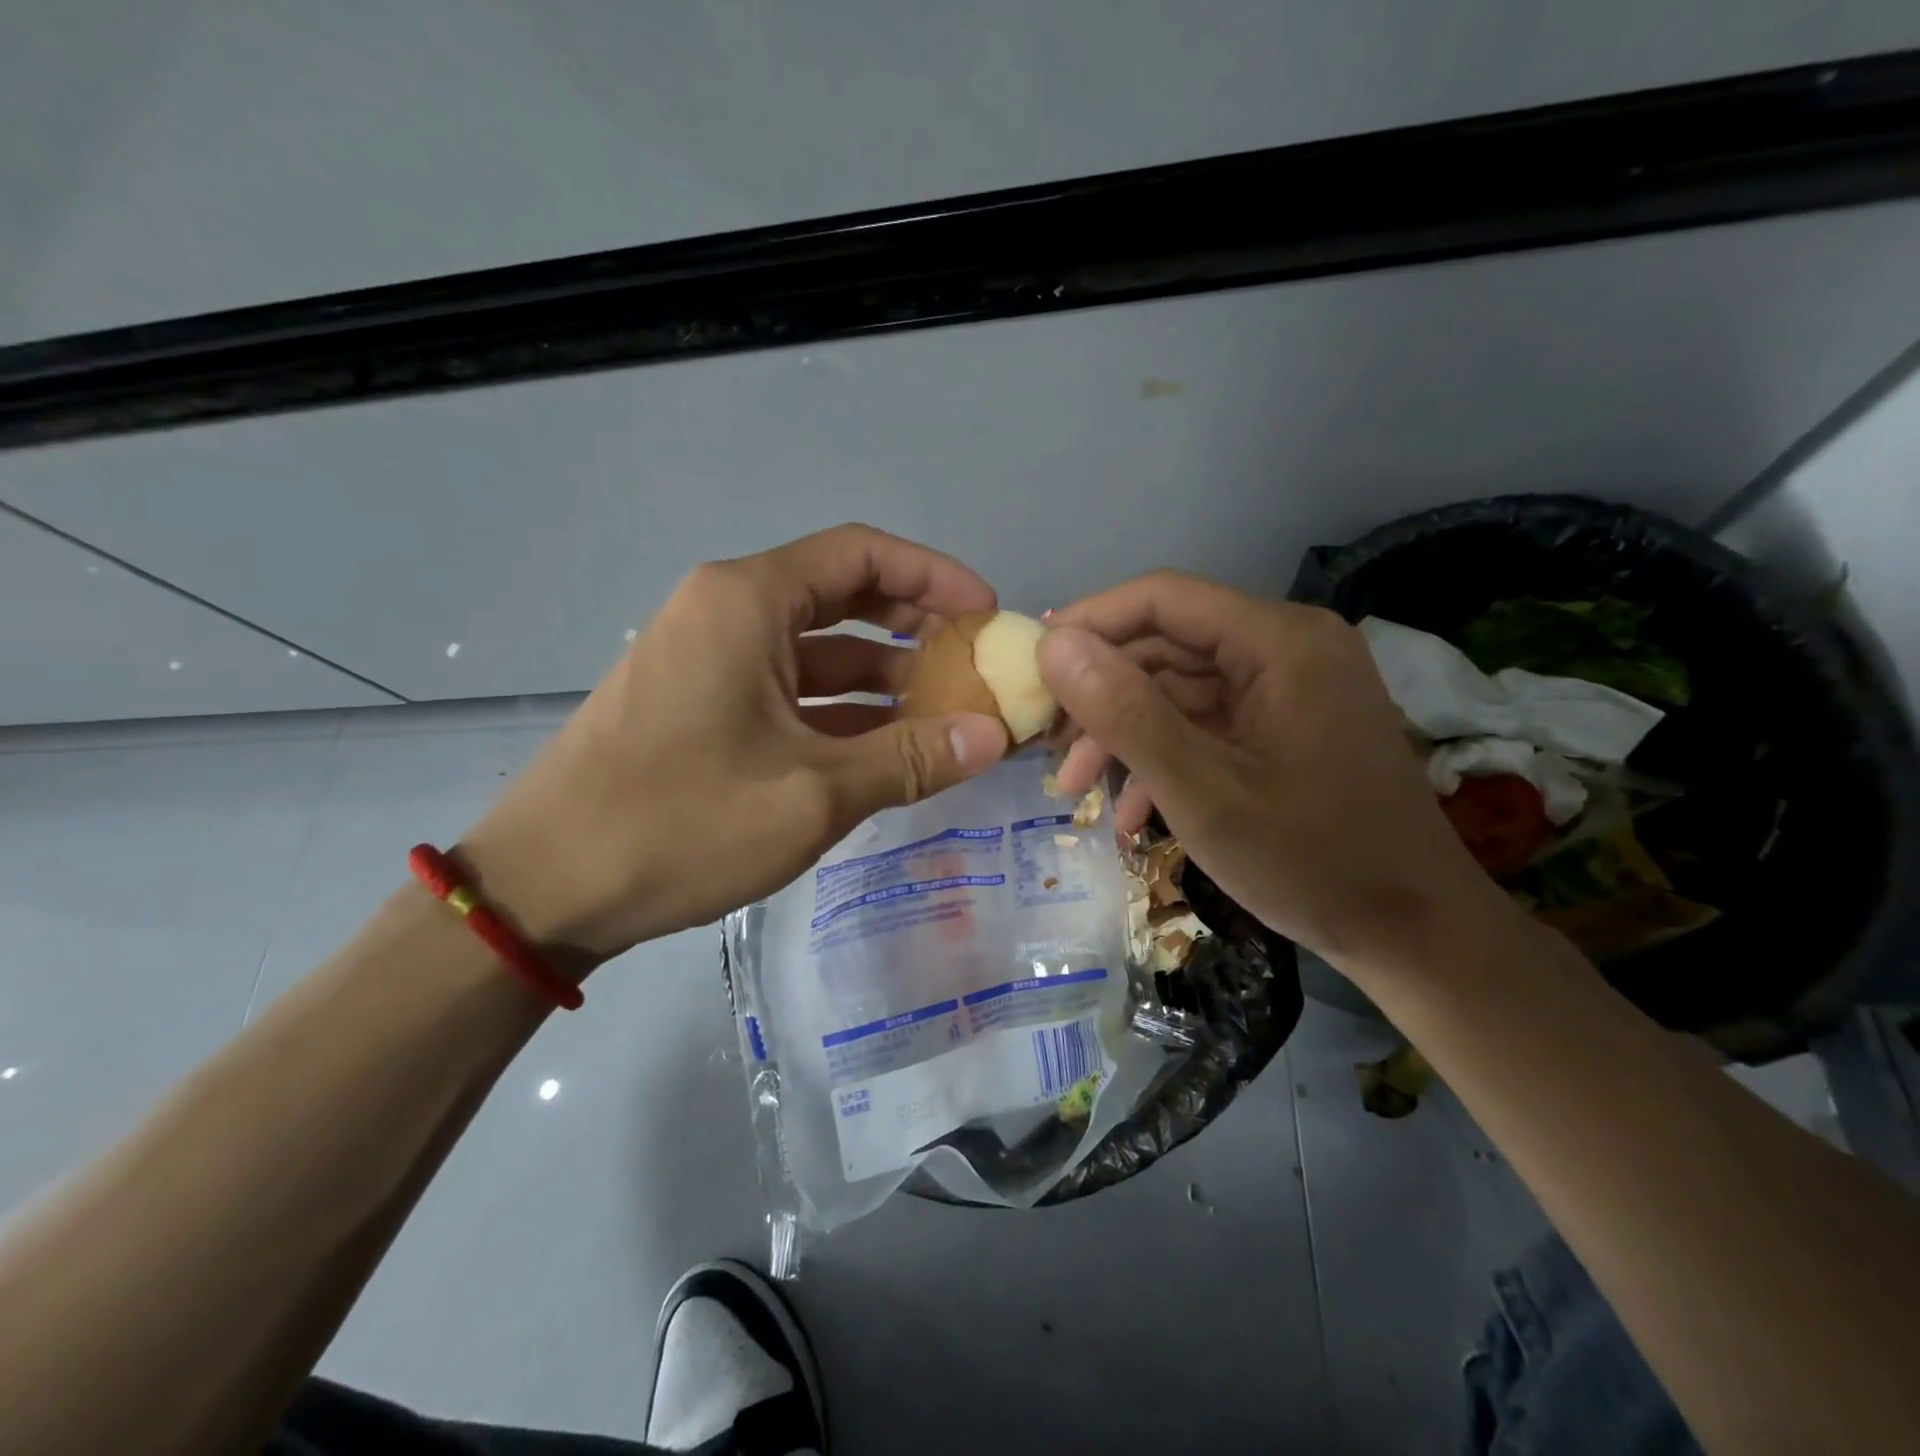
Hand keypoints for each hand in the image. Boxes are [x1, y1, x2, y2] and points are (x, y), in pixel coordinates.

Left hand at [458, 525, 1009, 965]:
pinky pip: (789, 690)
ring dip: (882, 677)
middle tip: (973, 667)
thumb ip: (909, 759)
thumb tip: (994, 738)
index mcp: (748, 602)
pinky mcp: (701, 705)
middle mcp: (727, 613)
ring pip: (817, 650)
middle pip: (842, 596)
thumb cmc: (678, 823)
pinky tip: (884, 747)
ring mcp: (710, 660)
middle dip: (915, 627)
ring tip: (944, 714)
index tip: (986, 615)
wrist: (543, 887)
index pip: (861, 554)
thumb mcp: (813, 794)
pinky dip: (840, 711)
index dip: (934, 576)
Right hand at [1038, 572, 1510, 968]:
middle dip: (1101, 696)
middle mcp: (1288, 647)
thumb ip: (1125, 712)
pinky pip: (1207, 723)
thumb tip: (1054, 644)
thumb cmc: (1311, 860)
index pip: (1163, 598)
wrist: (1414, 934)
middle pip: (1168, 644)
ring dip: (1124, 734)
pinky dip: (1163, 756)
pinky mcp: (1287, 725)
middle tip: (1048, 746)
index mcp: (1279, 641)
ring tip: (1076, 790)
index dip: (1090, 623)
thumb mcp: (1202, 792)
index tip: (1032, 666)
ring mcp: (1290, 688)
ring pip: (1180, 689)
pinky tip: (1130, 811)